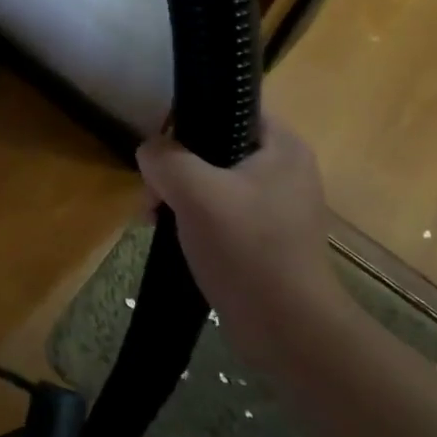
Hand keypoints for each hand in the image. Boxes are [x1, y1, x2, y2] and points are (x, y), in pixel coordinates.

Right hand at [136, 113, 339, 368]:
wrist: (287, 329)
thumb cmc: (246, 249)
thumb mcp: (196, 193)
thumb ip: (165, 159)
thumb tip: (150, 152)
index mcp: (282, 147)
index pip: (231, 107)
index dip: (190, 119)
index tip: (160, 146)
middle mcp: (283, 170)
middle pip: (214, 148)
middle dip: (174, 168)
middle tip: (151, 195)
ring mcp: (274, 207)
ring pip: (211, 183)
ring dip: (177, 196)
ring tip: (152, 219)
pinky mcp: (263, 239)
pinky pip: (218, 213)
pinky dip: (191, 219)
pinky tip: (169, 237)